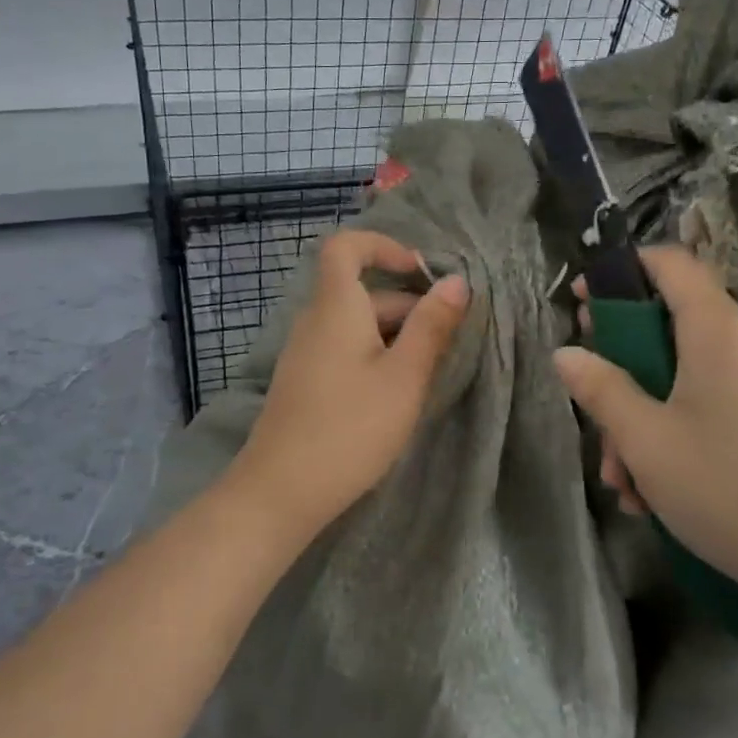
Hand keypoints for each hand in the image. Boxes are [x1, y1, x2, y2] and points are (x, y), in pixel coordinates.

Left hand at [225, 229, 468, 538]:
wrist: (280, 492)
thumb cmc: (350, 428)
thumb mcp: (404, 377)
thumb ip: (432, 326)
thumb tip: (457, 281)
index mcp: (336, 307)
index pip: (345, 246)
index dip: (383, 246)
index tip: (420, 271)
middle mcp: (315, 321)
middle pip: (362, 291)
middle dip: (409, 304)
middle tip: (449, 340)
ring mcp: (305, 352)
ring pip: (356, 324)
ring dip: (396, 334)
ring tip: (430, 370)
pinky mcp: (304, 381)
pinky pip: (344, 348)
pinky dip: (375, 354)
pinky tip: (397, 392)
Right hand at [554, 246, 737, 599]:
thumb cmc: (726, 487)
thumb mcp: (645, 439)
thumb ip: (600, 388)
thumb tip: (567, 352)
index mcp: (718, 332)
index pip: (672, 264)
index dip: (622, 269)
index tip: (583, 300)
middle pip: (673, 327)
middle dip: (622, 363)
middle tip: (590, 394)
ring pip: (689, 379)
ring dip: (645, 416)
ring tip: (622, 479)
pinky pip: (717, 409)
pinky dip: (679, 434)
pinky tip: (657, 493)